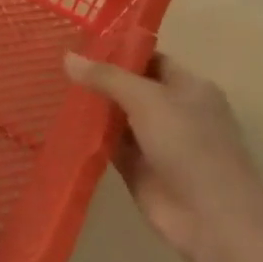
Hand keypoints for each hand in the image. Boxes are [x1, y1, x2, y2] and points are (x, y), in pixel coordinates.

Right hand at [64, 52, 262, 261]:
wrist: (213, 218)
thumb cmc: (189, 146)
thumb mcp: (147, 99)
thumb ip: (106, 78)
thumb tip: (68, 57)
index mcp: (188, 87)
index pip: (149, 59)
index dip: (117, 50)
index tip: (79, 43)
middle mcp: (173, 111)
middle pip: (129, 87)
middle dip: (98, 78)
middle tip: (55, 63)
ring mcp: (155, 141)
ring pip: (117, 116)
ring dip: (91, 107)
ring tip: (50, 87)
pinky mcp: (138, 168)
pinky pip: (109, 144)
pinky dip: (89, 135)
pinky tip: (59, 123)